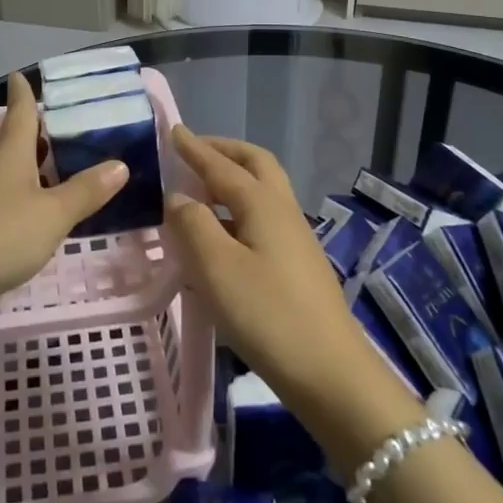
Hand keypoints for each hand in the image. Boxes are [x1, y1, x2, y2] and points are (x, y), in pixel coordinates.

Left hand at [0, 73, 127, 323]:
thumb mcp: (51, 215)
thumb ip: (85, 191)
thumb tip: (119, 164)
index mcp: (10, 156)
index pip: (20, 114)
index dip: (22, 94)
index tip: (18, 74)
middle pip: (15, 145)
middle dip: (36, 135)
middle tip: (62, 127)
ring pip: (8, 175)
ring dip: (31, 170)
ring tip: (58, 171)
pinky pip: (2, 202)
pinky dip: (22, 199)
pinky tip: (34, 216)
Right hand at [165, 127, 423, 471]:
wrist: (330, 372)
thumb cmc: (267, 314)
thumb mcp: (216, 268)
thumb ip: (192, 225)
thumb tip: (179, 197)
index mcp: (262, 202)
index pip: (221, 165)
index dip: (194, 148)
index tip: (172, 130)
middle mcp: (282, 209)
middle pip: (255, 164)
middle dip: (223, 151)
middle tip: (192, 151)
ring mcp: (295, 237)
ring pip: (262, 190)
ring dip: (233, 178)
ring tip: (200, 190)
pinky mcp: (297, 264)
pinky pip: (263, 217)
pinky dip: (238, 208)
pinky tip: (221, 235)